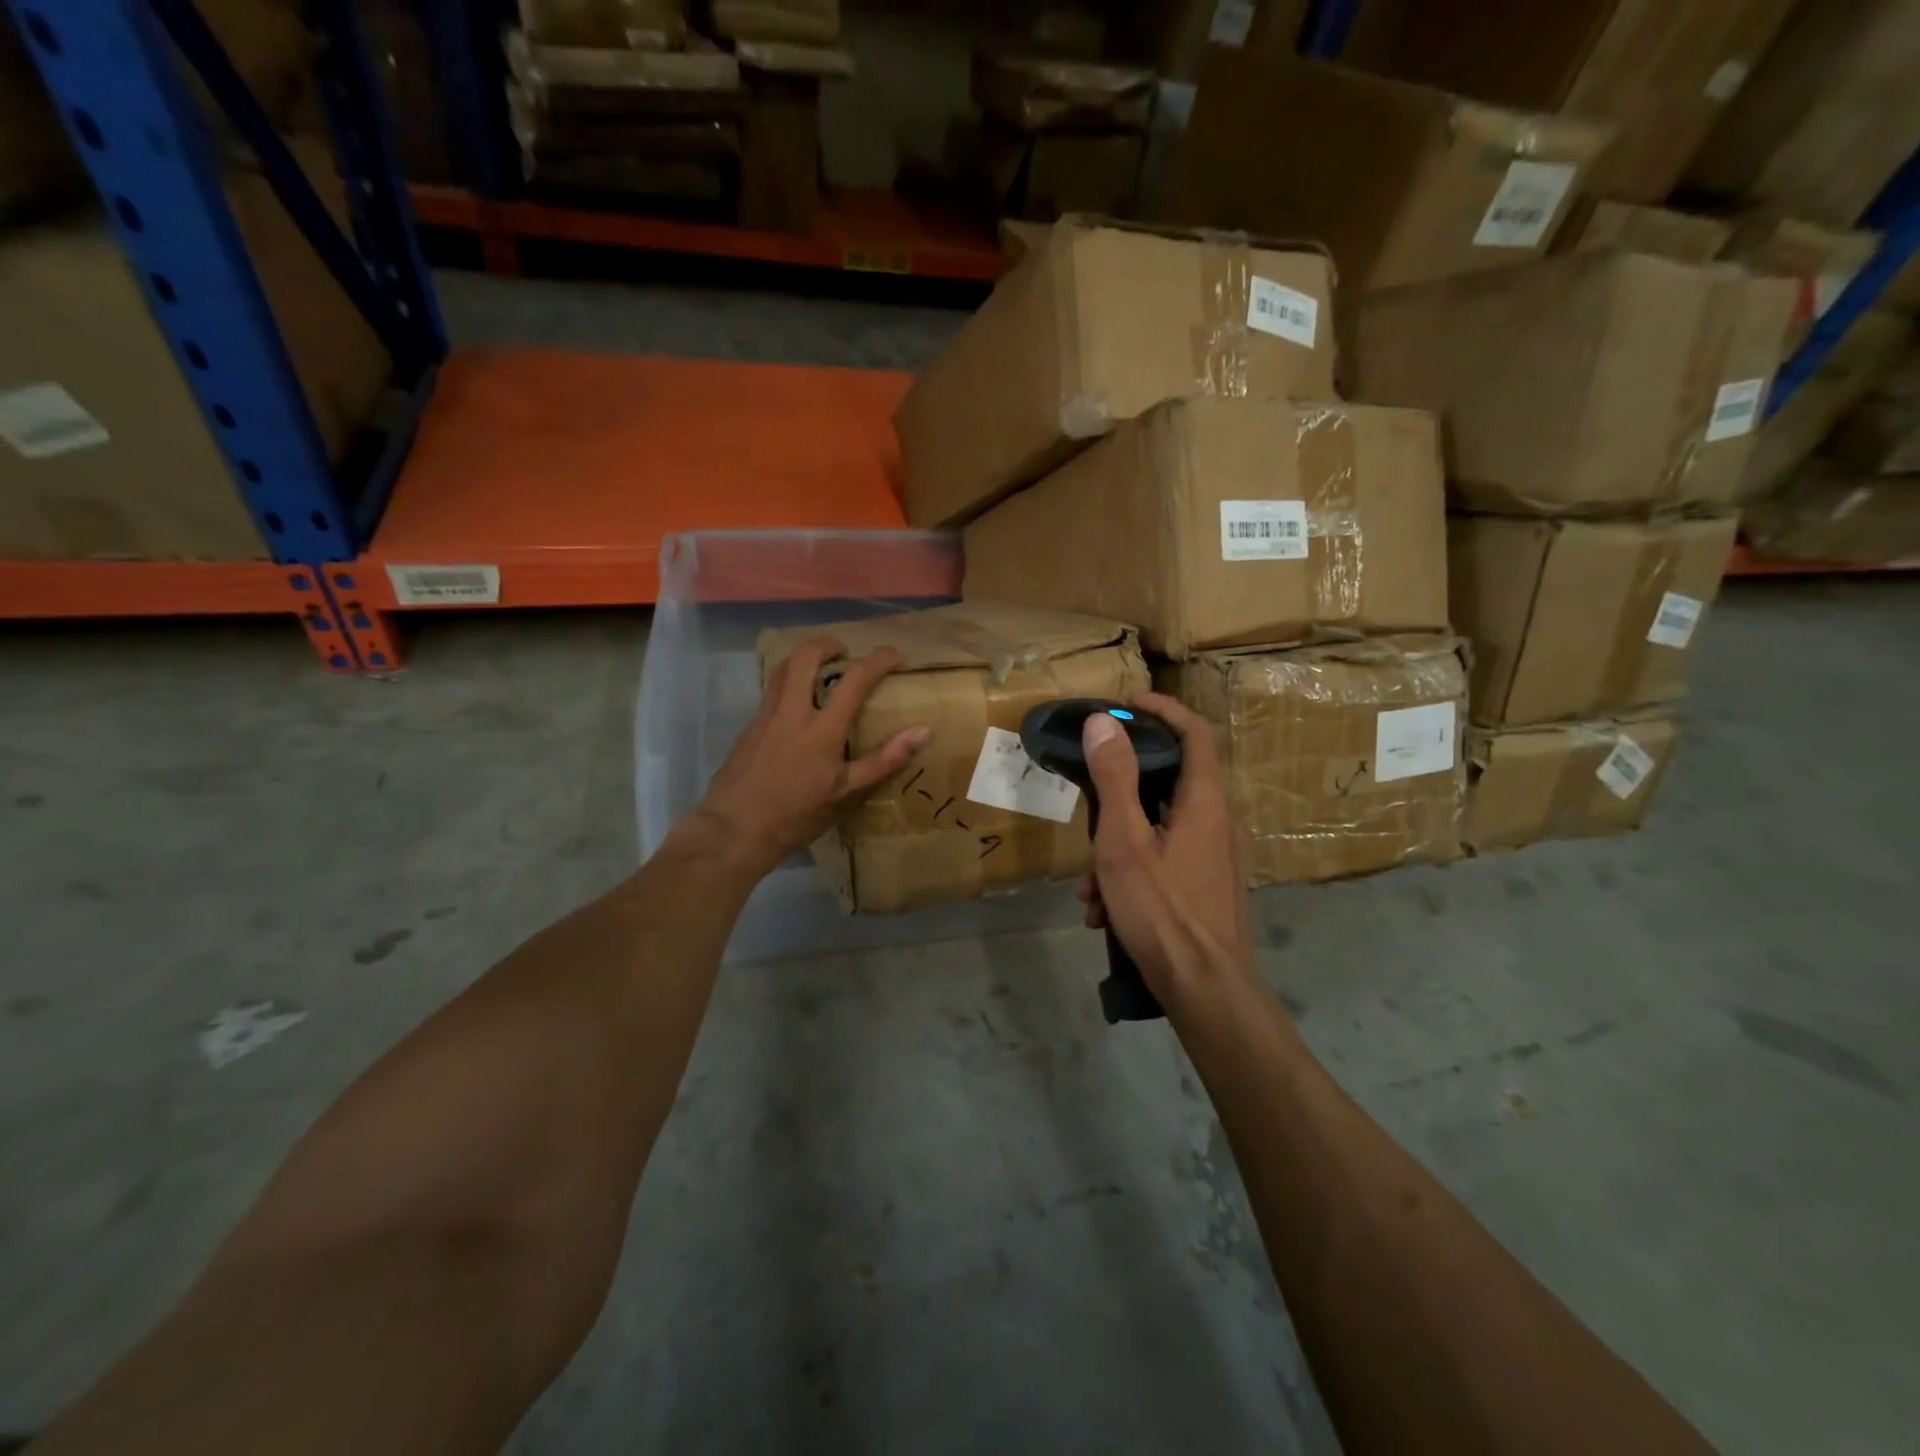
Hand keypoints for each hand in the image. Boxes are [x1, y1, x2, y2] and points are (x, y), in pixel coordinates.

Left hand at [693, 637, 929, 874]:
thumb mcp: (846, 793)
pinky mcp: (750, 727)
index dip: (879, 660)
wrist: (735, 829)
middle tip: (845, 653)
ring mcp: (766, 716)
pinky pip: (772, 690)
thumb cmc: (796, 815)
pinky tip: (798, 705)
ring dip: (805, 659)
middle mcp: (792, 711)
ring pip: (782, 669)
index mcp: (822, 728)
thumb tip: (923, 732)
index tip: (895, 655)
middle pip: (806, 657)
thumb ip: (884, 760)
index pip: (855, 679)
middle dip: (828, 645)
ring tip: (822, 670)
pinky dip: (789, 682)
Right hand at [1077, 693, 1250, 1004]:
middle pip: (1171, 781)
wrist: (1204, 989)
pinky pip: (1166, 861)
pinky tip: (1104, 912)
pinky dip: (1133, 873)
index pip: (1196, 733)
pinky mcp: (1209, 886)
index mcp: (1204, 802)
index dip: (1164, 710)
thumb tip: (1104, 721)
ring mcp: (1217, 857)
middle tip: (1087, 805)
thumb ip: (1115, 778)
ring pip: (1160, 829)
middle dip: (1120, 795)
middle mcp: (1219, 822)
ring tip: (1087, 888)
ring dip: (1118, 848)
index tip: (1127, 705)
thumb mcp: (1123, 841)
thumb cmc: (1161, 909)